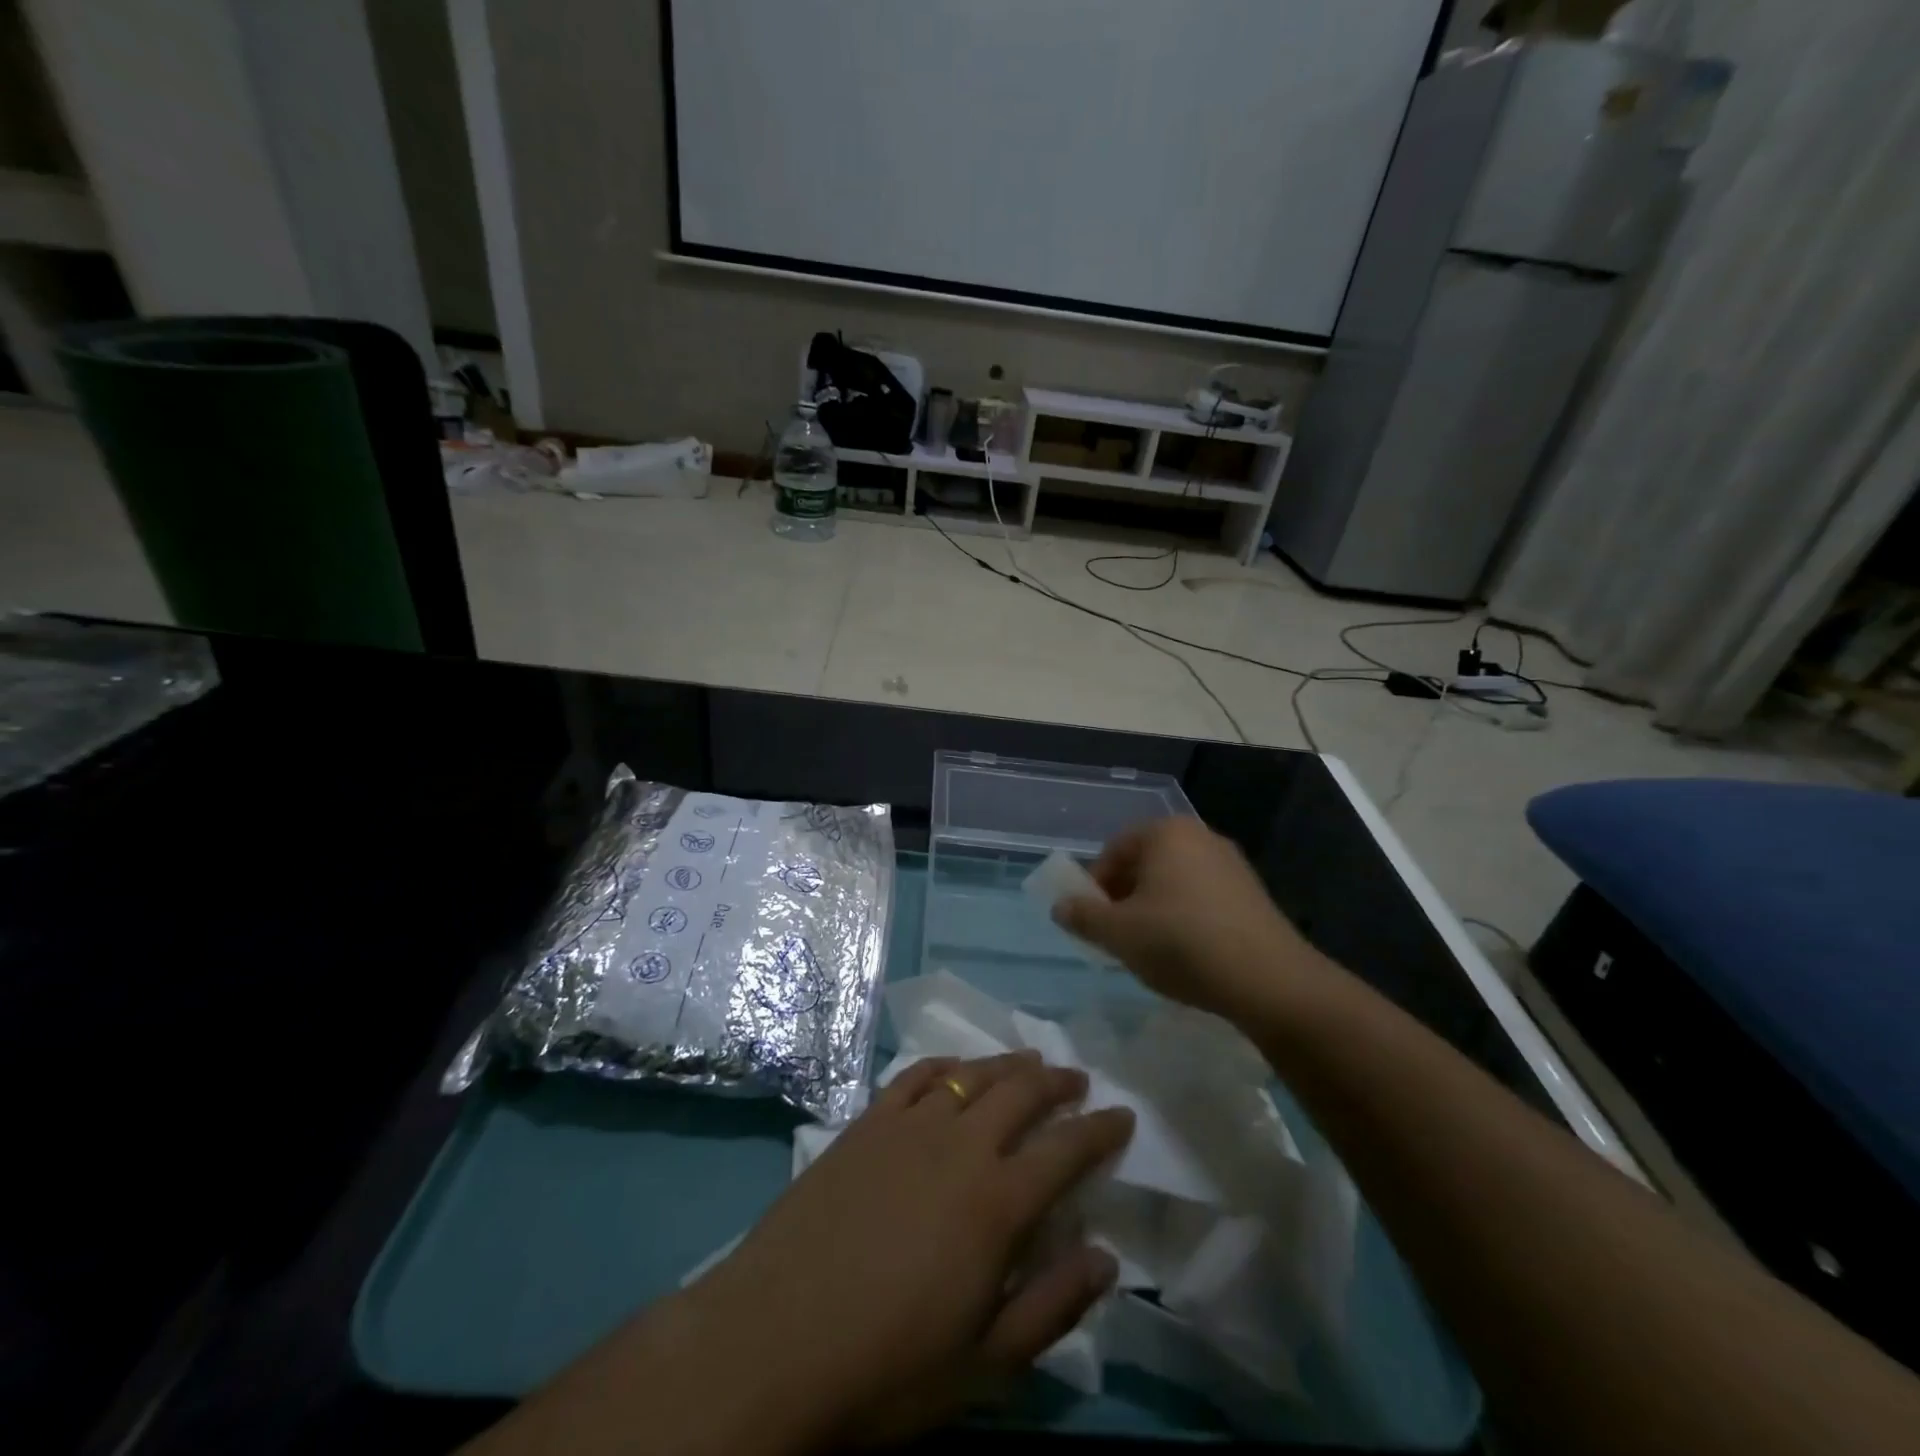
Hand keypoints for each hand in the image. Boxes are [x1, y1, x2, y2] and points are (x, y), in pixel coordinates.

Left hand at [694, 1051, 1134, 1446]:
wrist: (772, 1340)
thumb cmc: (887, 1366)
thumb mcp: (985, 1365)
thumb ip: (1053, 1305)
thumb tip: (1107, 1257)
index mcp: (997, 1202)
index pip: (1067, 1148)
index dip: (1101, 1129)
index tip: (1123, 1115)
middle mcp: (959, 1145)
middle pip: (1021, 1092)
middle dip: (1057, 1081)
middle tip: (1077, 1080)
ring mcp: (908, 1126)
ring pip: (971, 1074)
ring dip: (1007, 1064)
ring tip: (1028, 1062)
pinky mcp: (865, 1123)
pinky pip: (914, 1077)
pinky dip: (944, 1065)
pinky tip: (953, 1069)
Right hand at [1052, 817, 1320, 1019]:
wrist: (1269, 981)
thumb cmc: (1181, 943)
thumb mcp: (1118, 933)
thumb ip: (1083, 916)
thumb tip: (1061, 907)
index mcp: (1166, 833)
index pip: (1114, 850)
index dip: (1095, 885)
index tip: (1094, 921)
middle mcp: (1200, 836)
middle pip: (1145, 864)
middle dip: (1125, 897)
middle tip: (1118, 935)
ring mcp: (1231, 864)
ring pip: (1174, 882)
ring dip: (1154, 910)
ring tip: (1151, 950)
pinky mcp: (1253, 894)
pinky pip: (1203, 898)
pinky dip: (1185, 919)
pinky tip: (1187, 954)